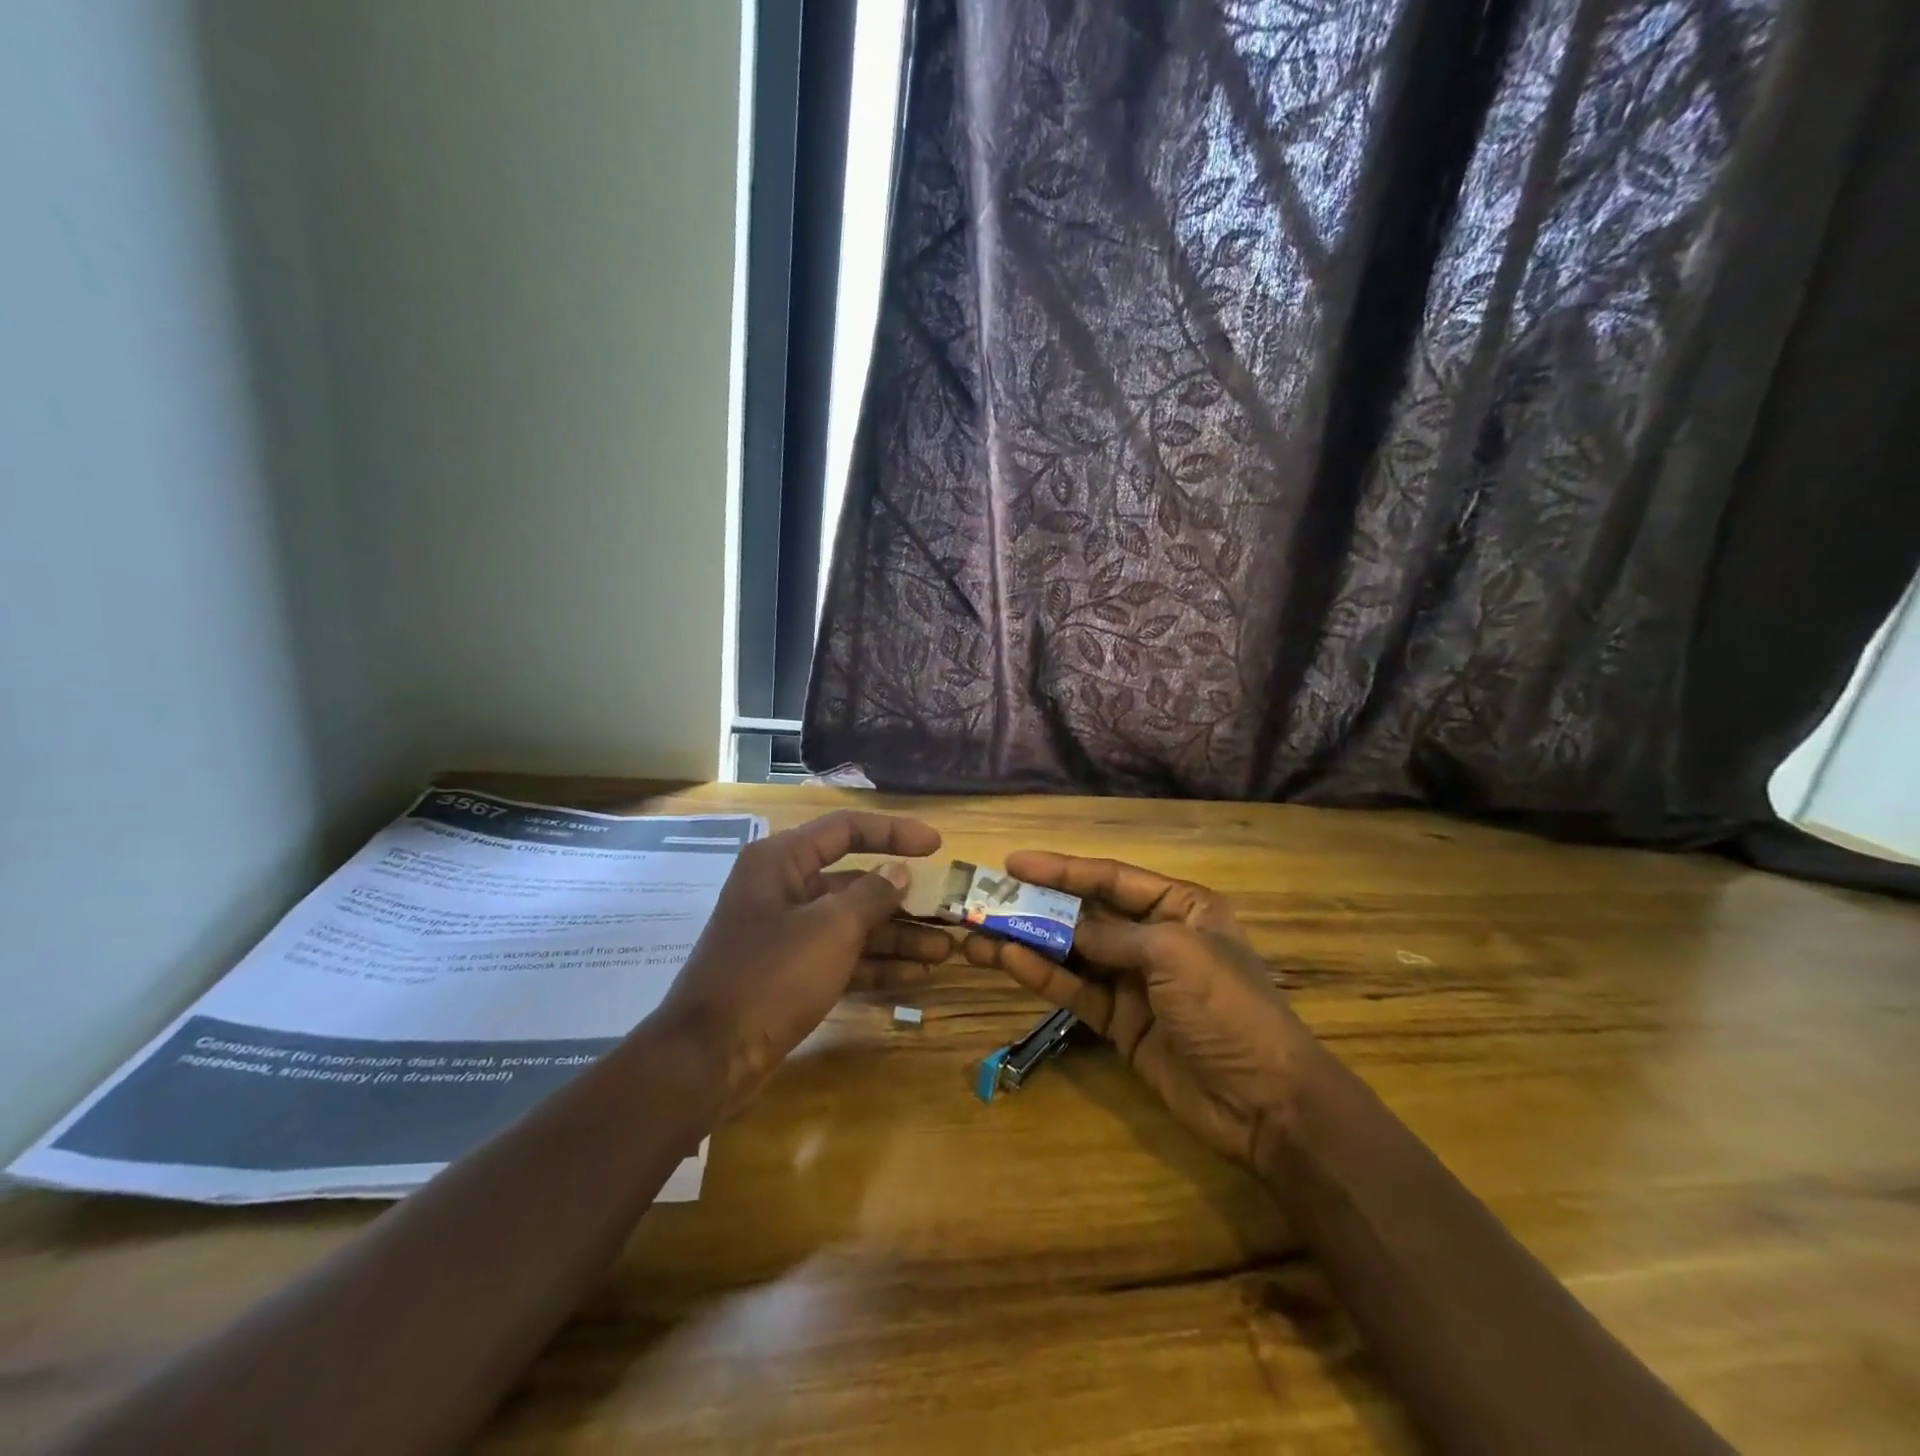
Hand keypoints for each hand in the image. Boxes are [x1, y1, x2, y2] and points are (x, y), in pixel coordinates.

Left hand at [660, 811, 950, 1100]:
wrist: (709, 1057)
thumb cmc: (772, 976)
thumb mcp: (831, 929)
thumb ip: (872, 895)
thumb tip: (898, 871)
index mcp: (782, 861)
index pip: (846, 830)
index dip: (894, 832)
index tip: (936, 844)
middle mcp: (783, 888)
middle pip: (853, 881)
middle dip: (902, 900)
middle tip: (946, 912)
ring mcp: (786, 933)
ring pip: (851, 924)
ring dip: (896, 937)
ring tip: (943, 951)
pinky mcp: (790, 972)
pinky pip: (840, 956)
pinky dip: (874, 964)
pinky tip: (914, 976)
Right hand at [962, 853, 1313, 1167]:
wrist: (1265, 1102)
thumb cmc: (1228, 1008)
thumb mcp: (1174, 955)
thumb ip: (1113, 935)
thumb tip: (1066, 927)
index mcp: (1180, 907)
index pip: (1111, 877)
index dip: (1061, 868)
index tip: (1012, 863)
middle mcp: (1154, 937)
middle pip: (1085, 913)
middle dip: (1037, 905)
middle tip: (986, 900)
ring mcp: (1135, 981)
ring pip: (1072, 953)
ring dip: (1028, 942)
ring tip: (978, 934)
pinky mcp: (1121, 1021)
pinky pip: (1076, 991)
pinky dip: (1043, 977)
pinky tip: (1007, 962)